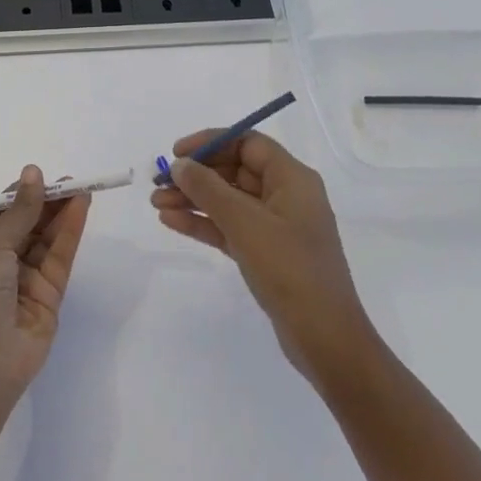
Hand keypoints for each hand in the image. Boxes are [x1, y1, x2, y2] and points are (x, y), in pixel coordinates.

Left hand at [0, 166, 89, 424]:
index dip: (23, 193)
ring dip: (63, 212)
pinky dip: (71, 231)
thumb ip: (20, 211)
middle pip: (30, 222)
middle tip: (72, 180)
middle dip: (48, 201)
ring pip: (48, 237)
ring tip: (82, 187)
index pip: (3, 211)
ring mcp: (27, 277)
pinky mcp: (50, 294)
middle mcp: (3, 260)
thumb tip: (33, 172)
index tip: (42, 176)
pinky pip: (61, 256)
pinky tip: (82, 208)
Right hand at [152, 133, 374, 384]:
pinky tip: (171, 221)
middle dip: (196, 175)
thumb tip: (180, 164)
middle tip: (158, 182)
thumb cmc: (289, 268)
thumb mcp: (245, 223)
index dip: (211, 142)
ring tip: (156, 204)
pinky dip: (203, 223)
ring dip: (193, 199)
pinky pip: (229, 227)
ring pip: (228, 201)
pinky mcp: (266, 253)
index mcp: (292, 178)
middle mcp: (285, 196)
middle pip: (235, 171)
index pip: (248, 144)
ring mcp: (276, 226)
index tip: (177, 152)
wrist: (324, 338)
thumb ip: (208, 189)